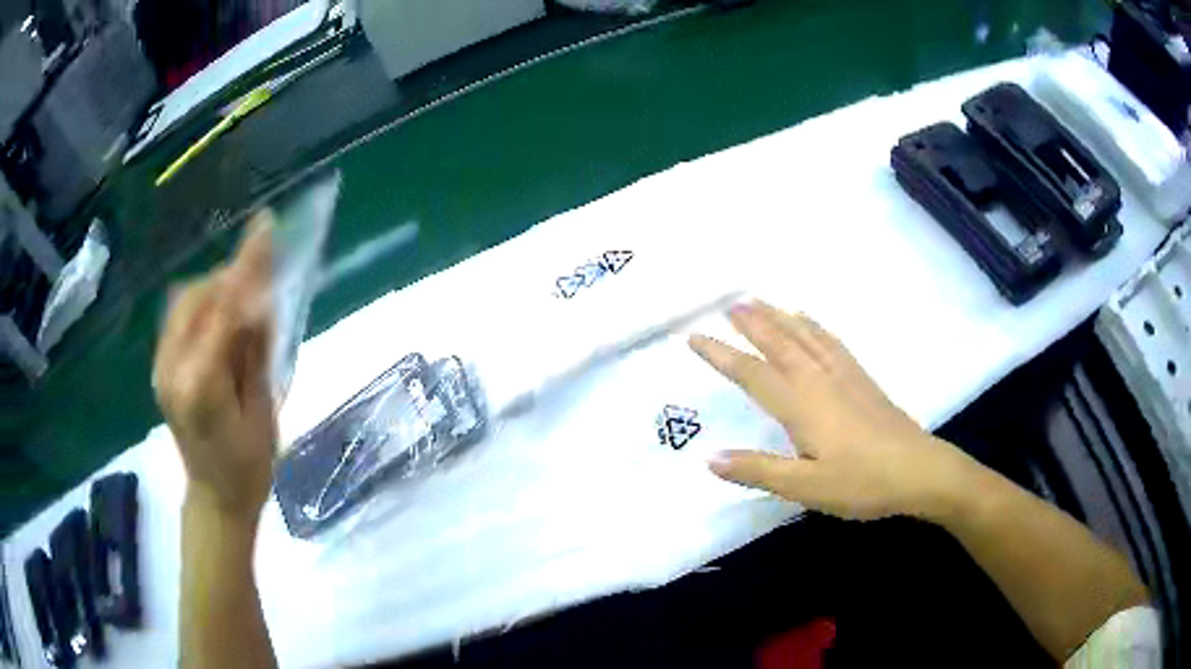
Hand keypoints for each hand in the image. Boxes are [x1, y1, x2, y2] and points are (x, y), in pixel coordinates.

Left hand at [153, 212, 276, 521]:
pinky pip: (179, 317)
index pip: (223, 311)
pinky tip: (221, 316)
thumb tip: (260, 300)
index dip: (246, 268)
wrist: (216, 498)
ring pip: (185, 302)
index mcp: (200, 386)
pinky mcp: (161, 365)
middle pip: (198, 298)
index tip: (265, 227)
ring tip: (243, 301)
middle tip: (262, 279)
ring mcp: (161, 366)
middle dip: (230, 278)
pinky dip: (202, 304)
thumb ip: (255, 351)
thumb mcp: (262, 411)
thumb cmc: (249, 466)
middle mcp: (171, 368)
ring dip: (215, 290)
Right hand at [690, 301, 975, 520]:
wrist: (919, 471)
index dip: (722, 355)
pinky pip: (831, 341)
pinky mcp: (862, 379)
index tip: (695, 338)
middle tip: (728, 303)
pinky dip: (814, 325)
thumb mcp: (806, 487)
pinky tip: (809, 320)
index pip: (753, 374)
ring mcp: (844, 376)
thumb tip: (710, 459)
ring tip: (759, 301)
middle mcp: (819, 380)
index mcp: (801, 406)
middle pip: (779, 343)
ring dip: (779, 316)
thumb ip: (759, 471)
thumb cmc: (862, 483)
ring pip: (805, 336)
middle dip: (752, 322)